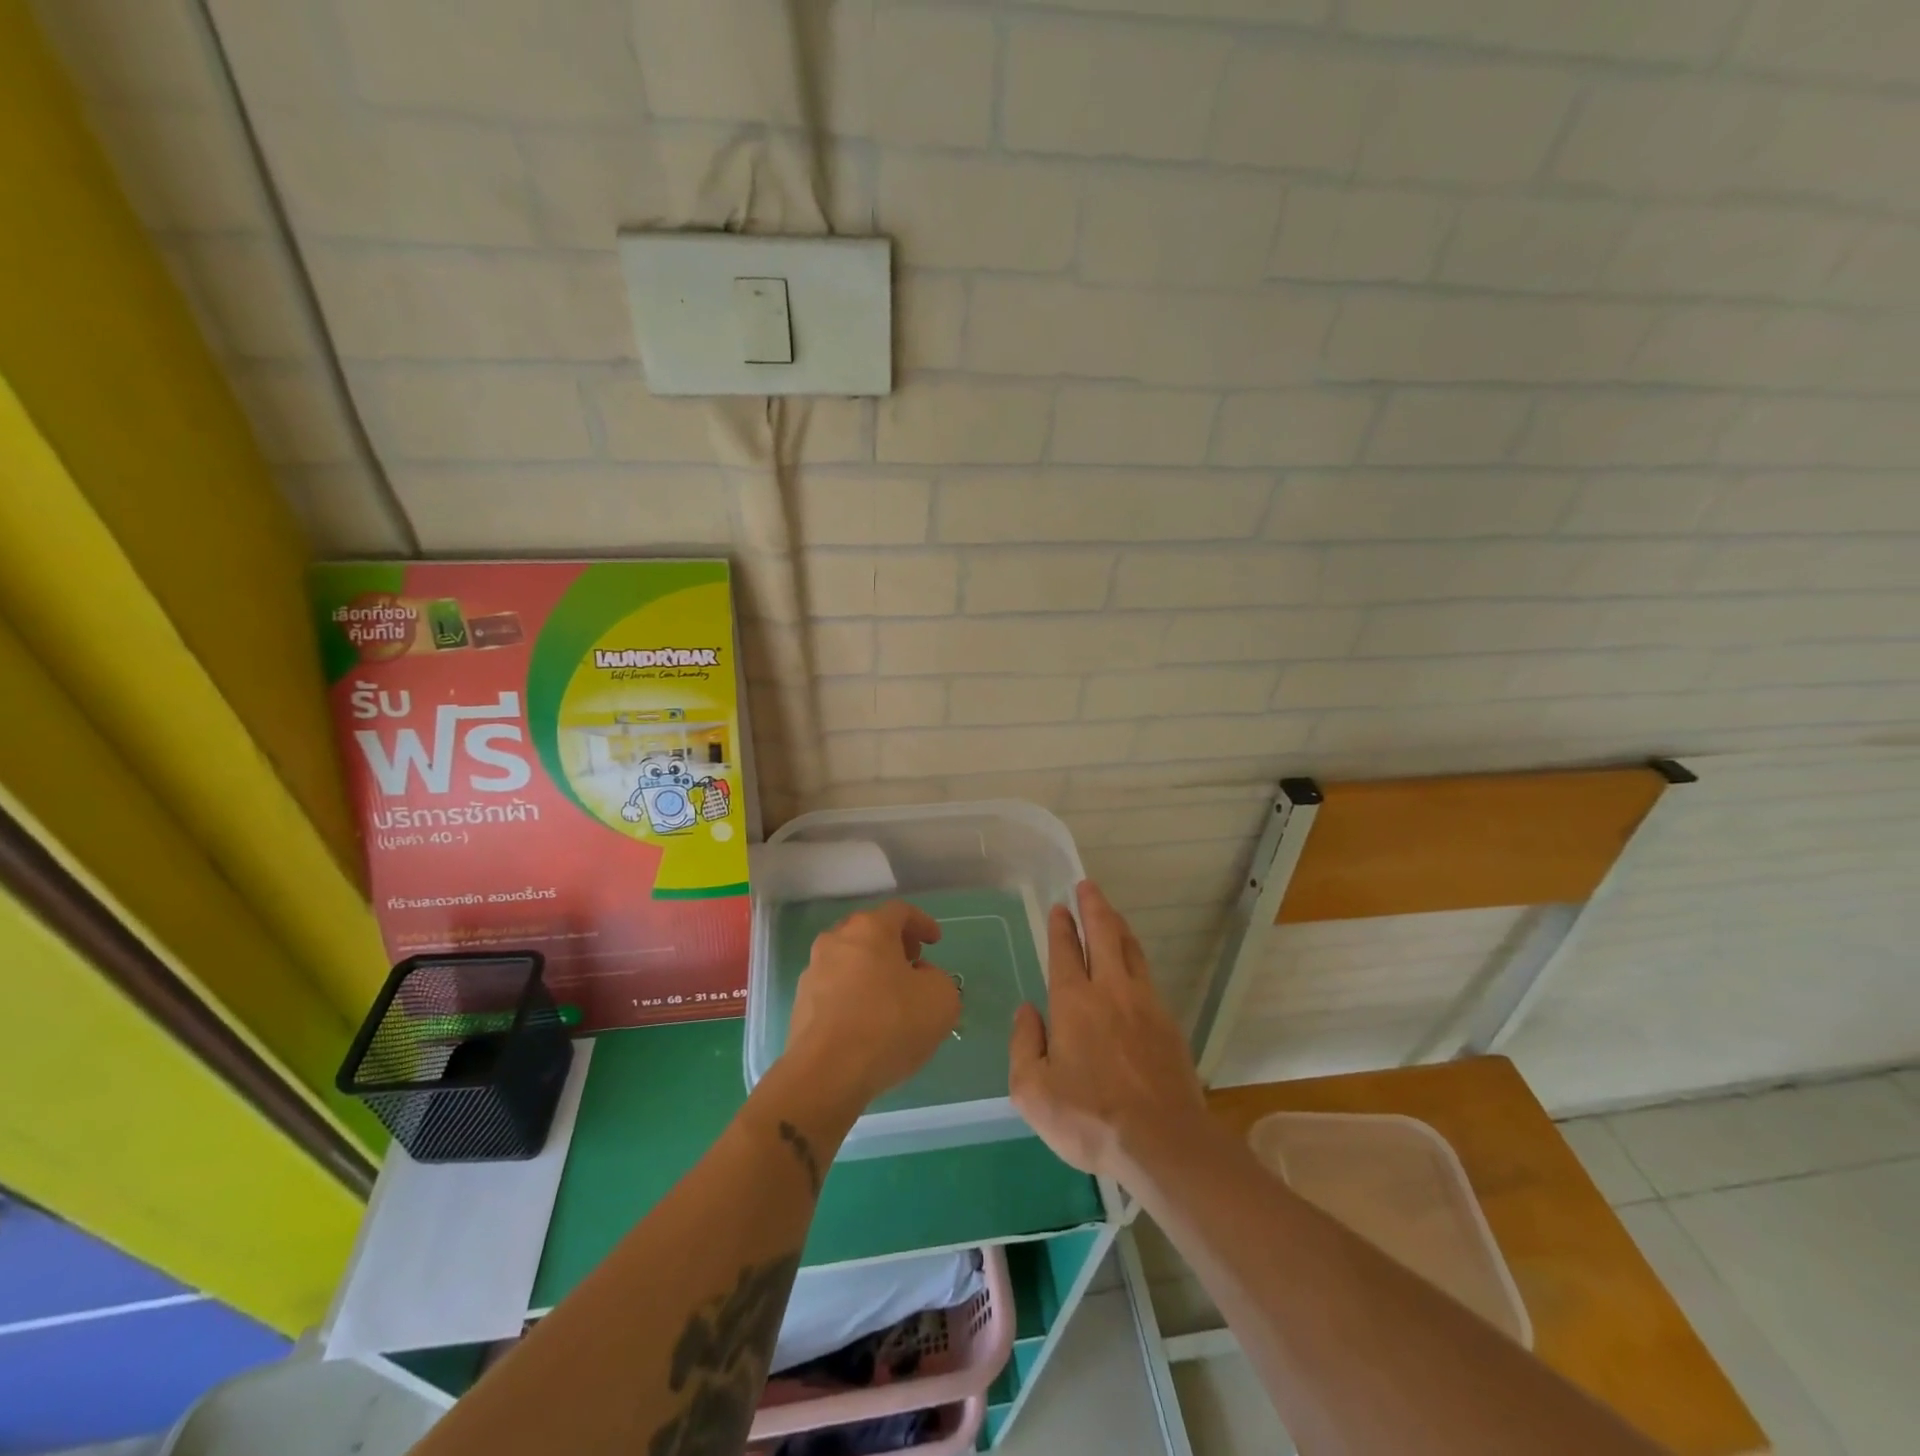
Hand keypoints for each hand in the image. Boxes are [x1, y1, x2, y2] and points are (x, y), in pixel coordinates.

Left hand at [785, 900, 960, 1111]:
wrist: (827, 1072)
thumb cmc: (889, 1023)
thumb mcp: (941, 999)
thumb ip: (938, 979)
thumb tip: (920, 979)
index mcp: (870, 928)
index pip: (900, 911)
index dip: (922, 923)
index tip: (935, 942)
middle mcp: (836, 940)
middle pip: (869, 932)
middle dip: (894, 945)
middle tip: (913, 965)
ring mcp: (813, 971)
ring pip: (849, 961)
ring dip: (871, 972)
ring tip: (891, 999)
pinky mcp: (800, 1004)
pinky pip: (835, 989)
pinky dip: (853, 996)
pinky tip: (867, 1023)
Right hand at [1009, 881, 1207, 1180]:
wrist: (1162, 1142)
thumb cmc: (1089, 1117)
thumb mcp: (1032, 1091)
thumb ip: (1024, 1044)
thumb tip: (1027, 1011)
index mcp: (1073, 1002)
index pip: (1065, 951)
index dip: (1061, 926)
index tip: (1060, 906)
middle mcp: (1110, 991)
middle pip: (1103, 935)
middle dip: (1094, 906)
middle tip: (1088, 886)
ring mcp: (1145, 1004)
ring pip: (1130, 950)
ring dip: (1117, 926)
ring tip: (1110, 913)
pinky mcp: (1168, 1023)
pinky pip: (1148, 976)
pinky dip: (1136, 957)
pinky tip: (1133, 965)